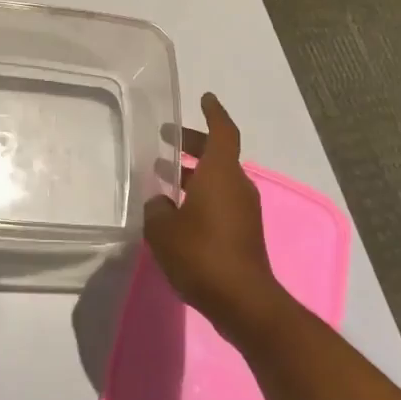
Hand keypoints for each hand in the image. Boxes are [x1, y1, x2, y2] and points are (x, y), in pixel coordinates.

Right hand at [143, 93, 290, 342]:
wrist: (243, 302)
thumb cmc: (202, 255)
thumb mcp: (163, 230)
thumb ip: (156, 209)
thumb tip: (160, 203)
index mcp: (221, 174)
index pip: (222, 132)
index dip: (213, 112)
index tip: (204, 98)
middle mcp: (236, 185)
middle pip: (218, 154)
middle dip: (194, 143)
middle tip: (167, 138)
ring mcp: (243, 210)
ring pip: (218, 179)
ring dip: (193, 173)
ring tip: (162, 174)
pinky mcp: (243, 233)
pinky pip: (220, 201)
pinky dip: (200, 195)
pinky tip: (175, 209)